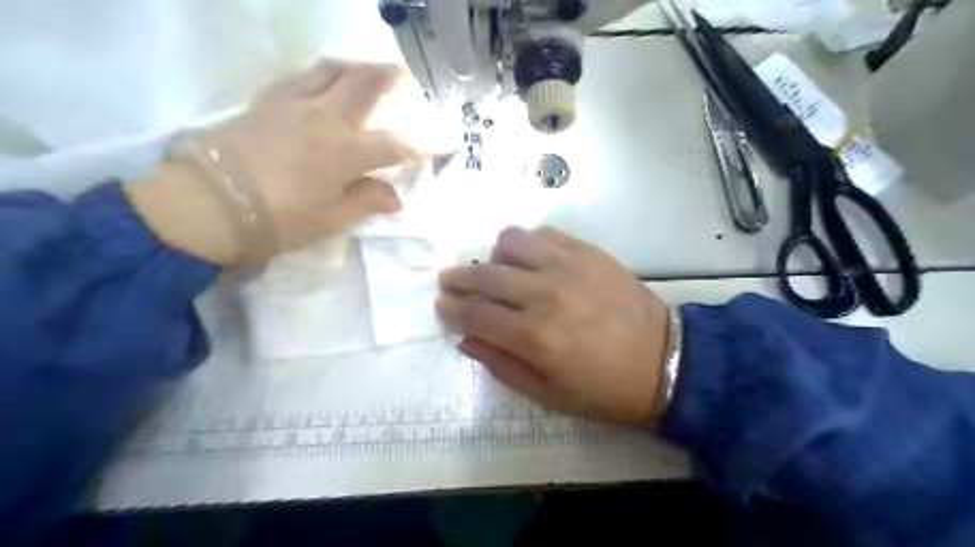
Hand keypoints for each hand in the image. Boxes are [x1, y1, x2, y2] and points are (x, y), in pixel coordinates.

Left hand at [127, 62, 411, 265]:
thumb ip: (367, 201)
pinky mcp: (268, 99)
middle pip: (366, 85)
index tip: (430, 146)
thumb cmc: (281, 217)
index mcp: (348, 152)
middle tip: (406, 78)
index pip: (393, 144)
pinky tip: (324, 81)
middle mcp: (327, 117)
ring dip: (357, 67)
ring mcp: (295, 103)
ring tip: (367, 72)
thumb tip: (396, 198)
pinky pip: (302, 75)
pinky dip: (322, 74)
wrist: (211, 202)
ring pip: (333, 69)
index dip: (416, 146)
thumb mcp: (332, 218)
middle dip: (392, 78)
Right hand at [440, 230, 674, 424]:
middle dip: (459, 278)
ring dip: (496, 257)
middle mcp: (545, 294)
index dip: (452, 309)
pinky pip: (544, 233)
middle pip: (485, 274)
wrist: (666, 361)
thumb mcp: (548, 394)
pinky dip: (529, 244)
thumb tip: (465, 339)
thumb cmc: (604, 389)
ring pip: (511, 242)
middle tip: (451, 280)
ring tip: (500, 271)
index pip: (475, 314)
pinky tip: (533, 260)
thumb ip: (501, 365)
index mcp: (534, 337)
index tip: (441, 304)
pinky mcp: (588, 252)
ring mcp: (568, 266)